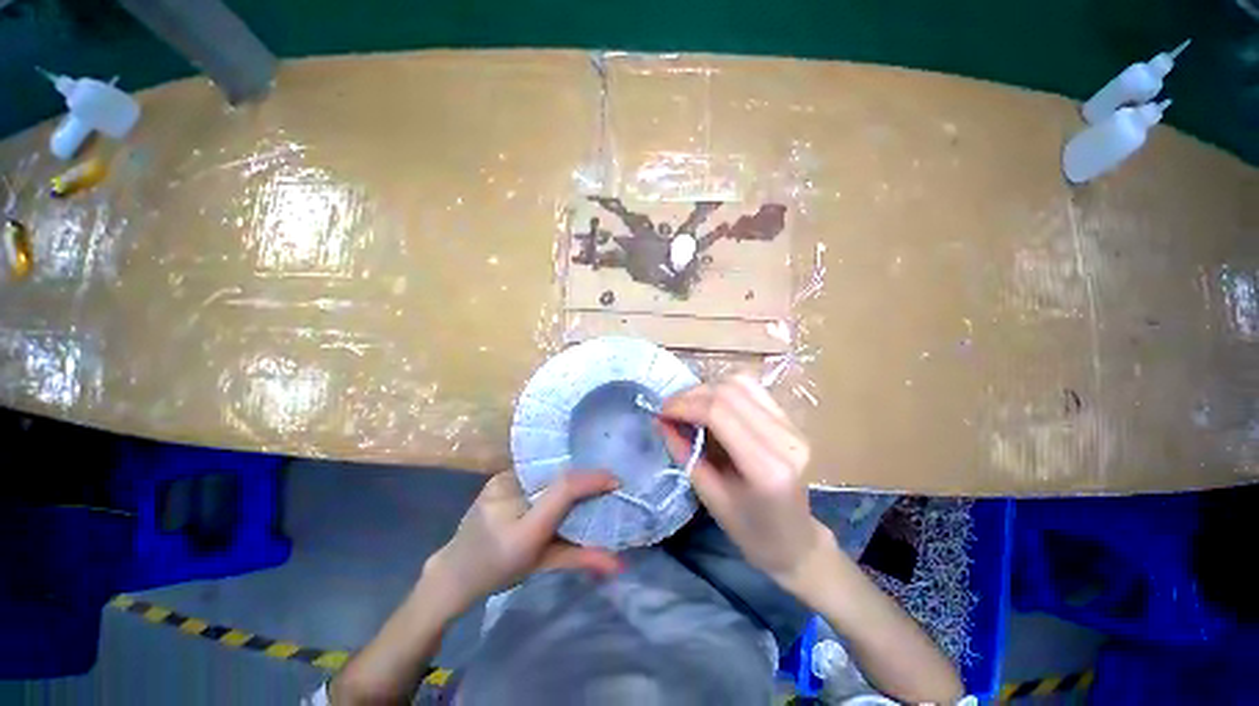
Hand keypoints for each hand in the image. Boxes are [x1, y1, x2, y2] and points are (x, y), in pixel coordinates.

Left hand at [422, 471, 622, 613]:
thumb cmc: (498, 570)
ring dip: (570, 471)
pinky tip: (567, 472)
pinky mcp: (499, 477)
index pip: (564, 488)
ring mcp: (501, 479)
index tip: (616, 480)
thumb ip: (580, 558)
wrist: (454, 572)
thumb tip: (619, 563)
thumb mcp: (541, 563)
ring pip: (545, 468)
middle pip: (557, 472)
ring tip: (591, 475)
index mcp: (520, 518)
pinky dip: (554, 471)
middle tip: (607, 477)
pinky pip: (535, 469)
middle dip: (585, 473)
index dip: (593, 480)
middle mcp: (510, 488)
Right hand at [659, 375, 829, 592]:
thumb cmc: (751, 531)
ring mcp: (793, 426)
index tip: (662, 412)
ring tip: (688, 406)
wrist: (796, 540)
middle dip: (692, 394)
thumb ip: (685, 454)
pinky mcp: (791, 420)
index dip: (685, 405)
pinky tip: (710, 405)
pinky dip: (724, 390)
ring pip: (742, 382)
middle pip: (730, 391)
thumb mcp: (710, 498)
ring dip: (708, 388)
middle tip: (670, 409)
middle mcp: (785, 439)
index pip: (719, 413)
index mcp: (767, 468)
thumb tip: (661, 421)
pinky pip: (752, 389)